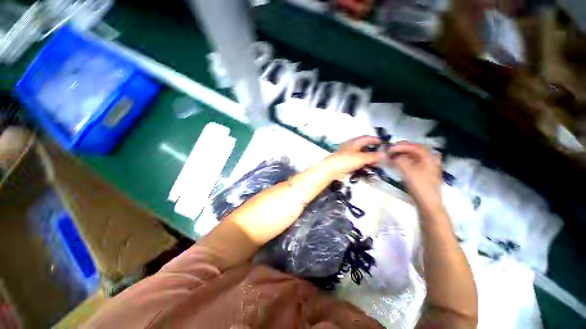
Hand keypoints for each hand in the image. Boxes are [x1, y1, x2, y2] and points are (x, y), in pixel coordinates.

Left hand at [323, 136, 384, 180]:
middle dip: (374, 151)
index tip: (384, 144)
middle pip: (365, 147)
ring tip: (379, 164)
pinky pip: (359, 163)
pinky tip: (370, 169)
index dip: (375, 140)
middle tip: (383, 156)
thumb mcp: (361, 157)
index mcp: (354, 142)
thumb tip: (385, 154)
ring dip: (370, 159)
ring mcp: (350, 156)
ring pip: (363, 156)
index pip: (367, 138)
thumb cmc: (346, 160)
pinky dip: (365, 165)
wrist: (332, 169)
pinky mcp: (349, 163)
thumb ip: (373, 156)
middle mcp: (353, 147)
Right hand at [387, 142, 441, 206]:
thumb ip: (399, 160)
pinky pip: (413, 163)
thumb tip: (390, 155)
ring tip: (392, 156)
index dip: (401, 146)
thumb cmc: (419, 185)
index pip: (415, 146)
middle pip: (415, 150)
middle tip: (391, 150)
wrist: (427, 203)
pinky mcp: (423, 174)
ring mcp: (427, 167)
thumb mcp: (408, 171)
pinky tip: (398, 164)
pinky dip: (404, 162)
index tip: (389, 148)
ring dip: (402, 155)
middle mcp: (430, 160)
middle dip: (402, 149)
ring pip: (414, 157)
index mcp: (429, 158)